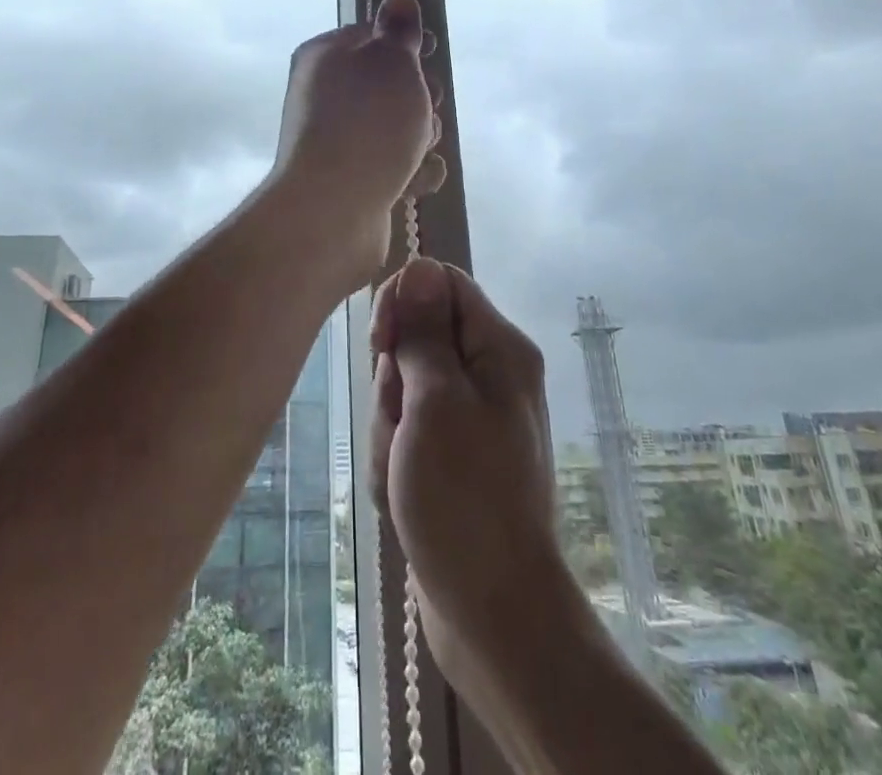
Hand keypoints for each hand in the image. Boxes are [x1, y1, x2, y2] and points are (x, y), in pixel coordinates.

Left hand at [270, 0, 446, 270]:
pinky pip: (394, 165)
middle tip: (425, 108)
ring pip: (398, 127)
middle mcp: (326, 95)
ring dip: (420, 138)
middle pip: (390, 84)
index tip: (432, 52)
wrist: (332, 212)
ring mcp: (337, 140)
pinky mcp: (351, 179)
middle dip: (420, 97)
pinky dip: (410, 172)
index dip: (408, 43)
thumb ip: (400, 30)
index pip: (373, 35)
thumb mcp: (391, 63)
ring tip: (414, 152)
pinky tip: (412, 183)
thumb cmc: (368, 125)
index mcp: (326, 57)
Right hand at [369, 259, 578, 706]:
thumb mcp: (436, 403)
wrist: (493, 614)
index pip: (440, 283)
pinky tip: (403, 493)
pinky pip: (408, 429)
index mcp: (498, 348)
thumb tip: (420, 267)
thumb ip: (425, 332)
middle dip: (393, 380)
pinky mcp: (453, 453)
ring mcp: (471, 416)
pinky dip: (395, 455)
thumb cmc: (464, 498)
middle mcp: (490, 373)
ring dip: (390, 426)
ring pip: (404, 386)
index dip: (403, 302)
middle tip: (402, 425)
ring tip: (403, 470)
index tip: (382, 344)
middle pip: (417, 337)